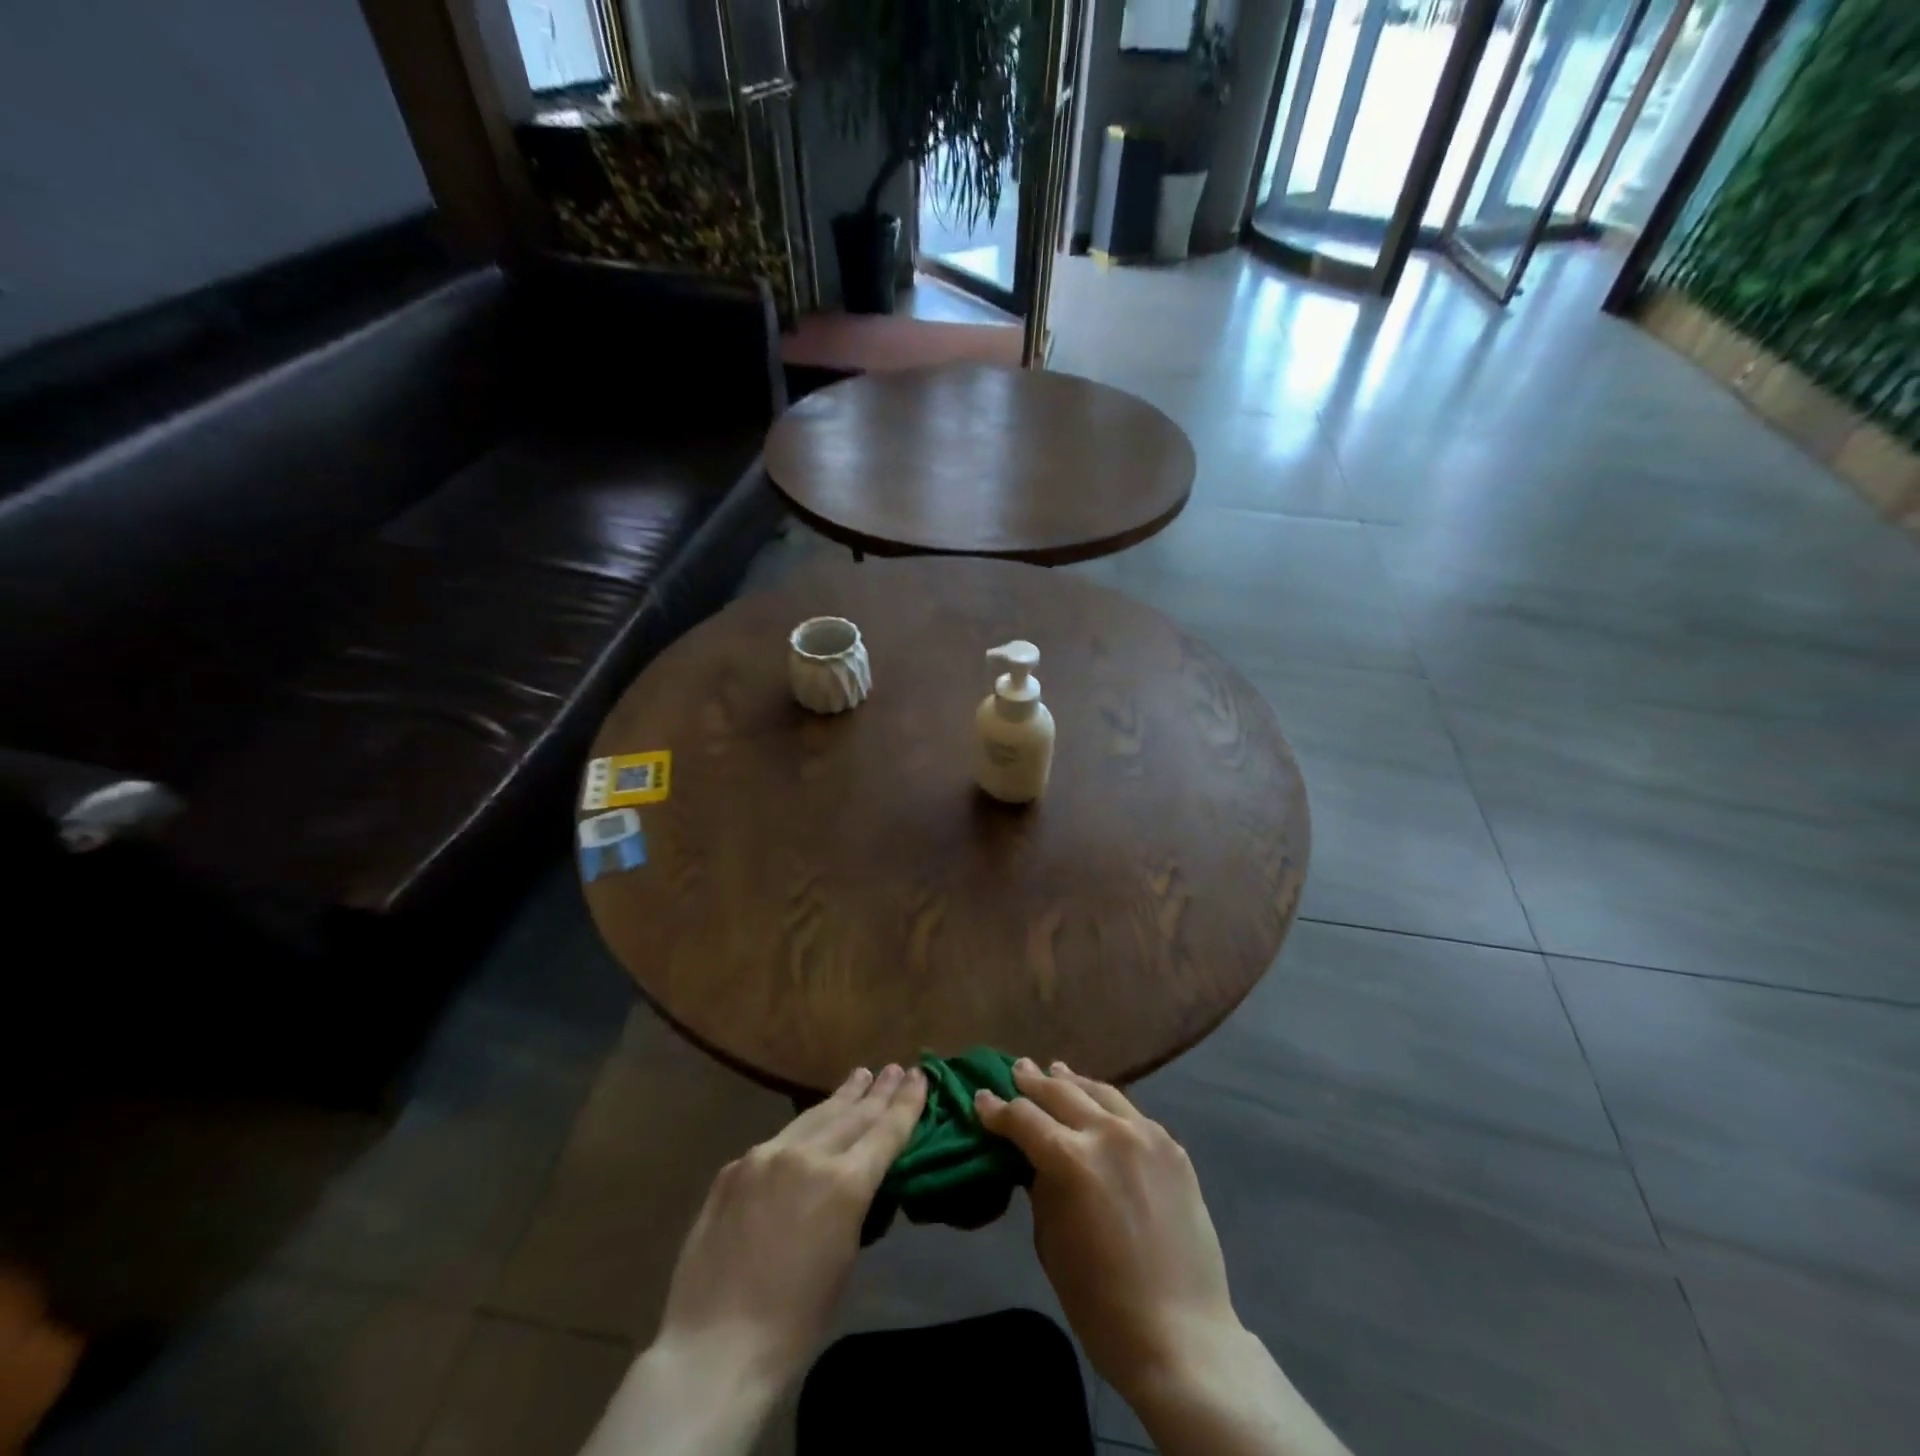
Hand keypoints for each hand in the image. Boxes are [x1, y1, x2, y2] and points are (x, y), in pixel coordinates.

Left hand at [653, 1063, 925, 1390]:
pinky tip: (809, 1125)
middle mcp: (807, 1155)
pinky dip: (802, 1129)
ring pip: (813, 1116)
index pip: (885, 1131)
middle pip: (852, 1114)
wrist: (714, 1346)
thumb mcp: (844, 1260)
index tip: (919, 1075)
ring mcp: (766, 1156)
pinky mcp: (734, 1167)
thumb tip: (856, 1178)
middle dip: (877, 1092)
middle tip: (894, 1069)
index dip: (906, 1102)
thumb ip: (853, 1205)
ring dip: (841, 1097)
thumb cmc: (794, 1322)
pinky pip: (777, 1141)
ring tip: (860, 1076)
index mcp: (844, 1183)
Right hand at [976, 1059, 1238, 1401]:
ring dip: (1073, 1081)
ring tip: (1057, 1070)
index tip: (981, 1098)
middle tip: (1017, 1069)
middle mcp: (1108, 1133)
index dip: (997, 1109)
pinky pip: (1133, 1115)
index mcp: (1071, 1159)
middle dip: (1033, 1081)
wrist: (1181, 1336)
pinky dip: (1109, 1106)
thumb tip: (1035, 1158)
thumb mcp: (1050, 1242)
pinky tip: (1101, 1106)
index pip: (1023, 1118)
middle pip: (1061, 1092)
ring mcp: (1146, 1136)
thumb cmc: (1100, 1302)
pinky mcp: (1173, 1148)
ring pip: (1101, 1092)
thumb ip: (1041, 1187)